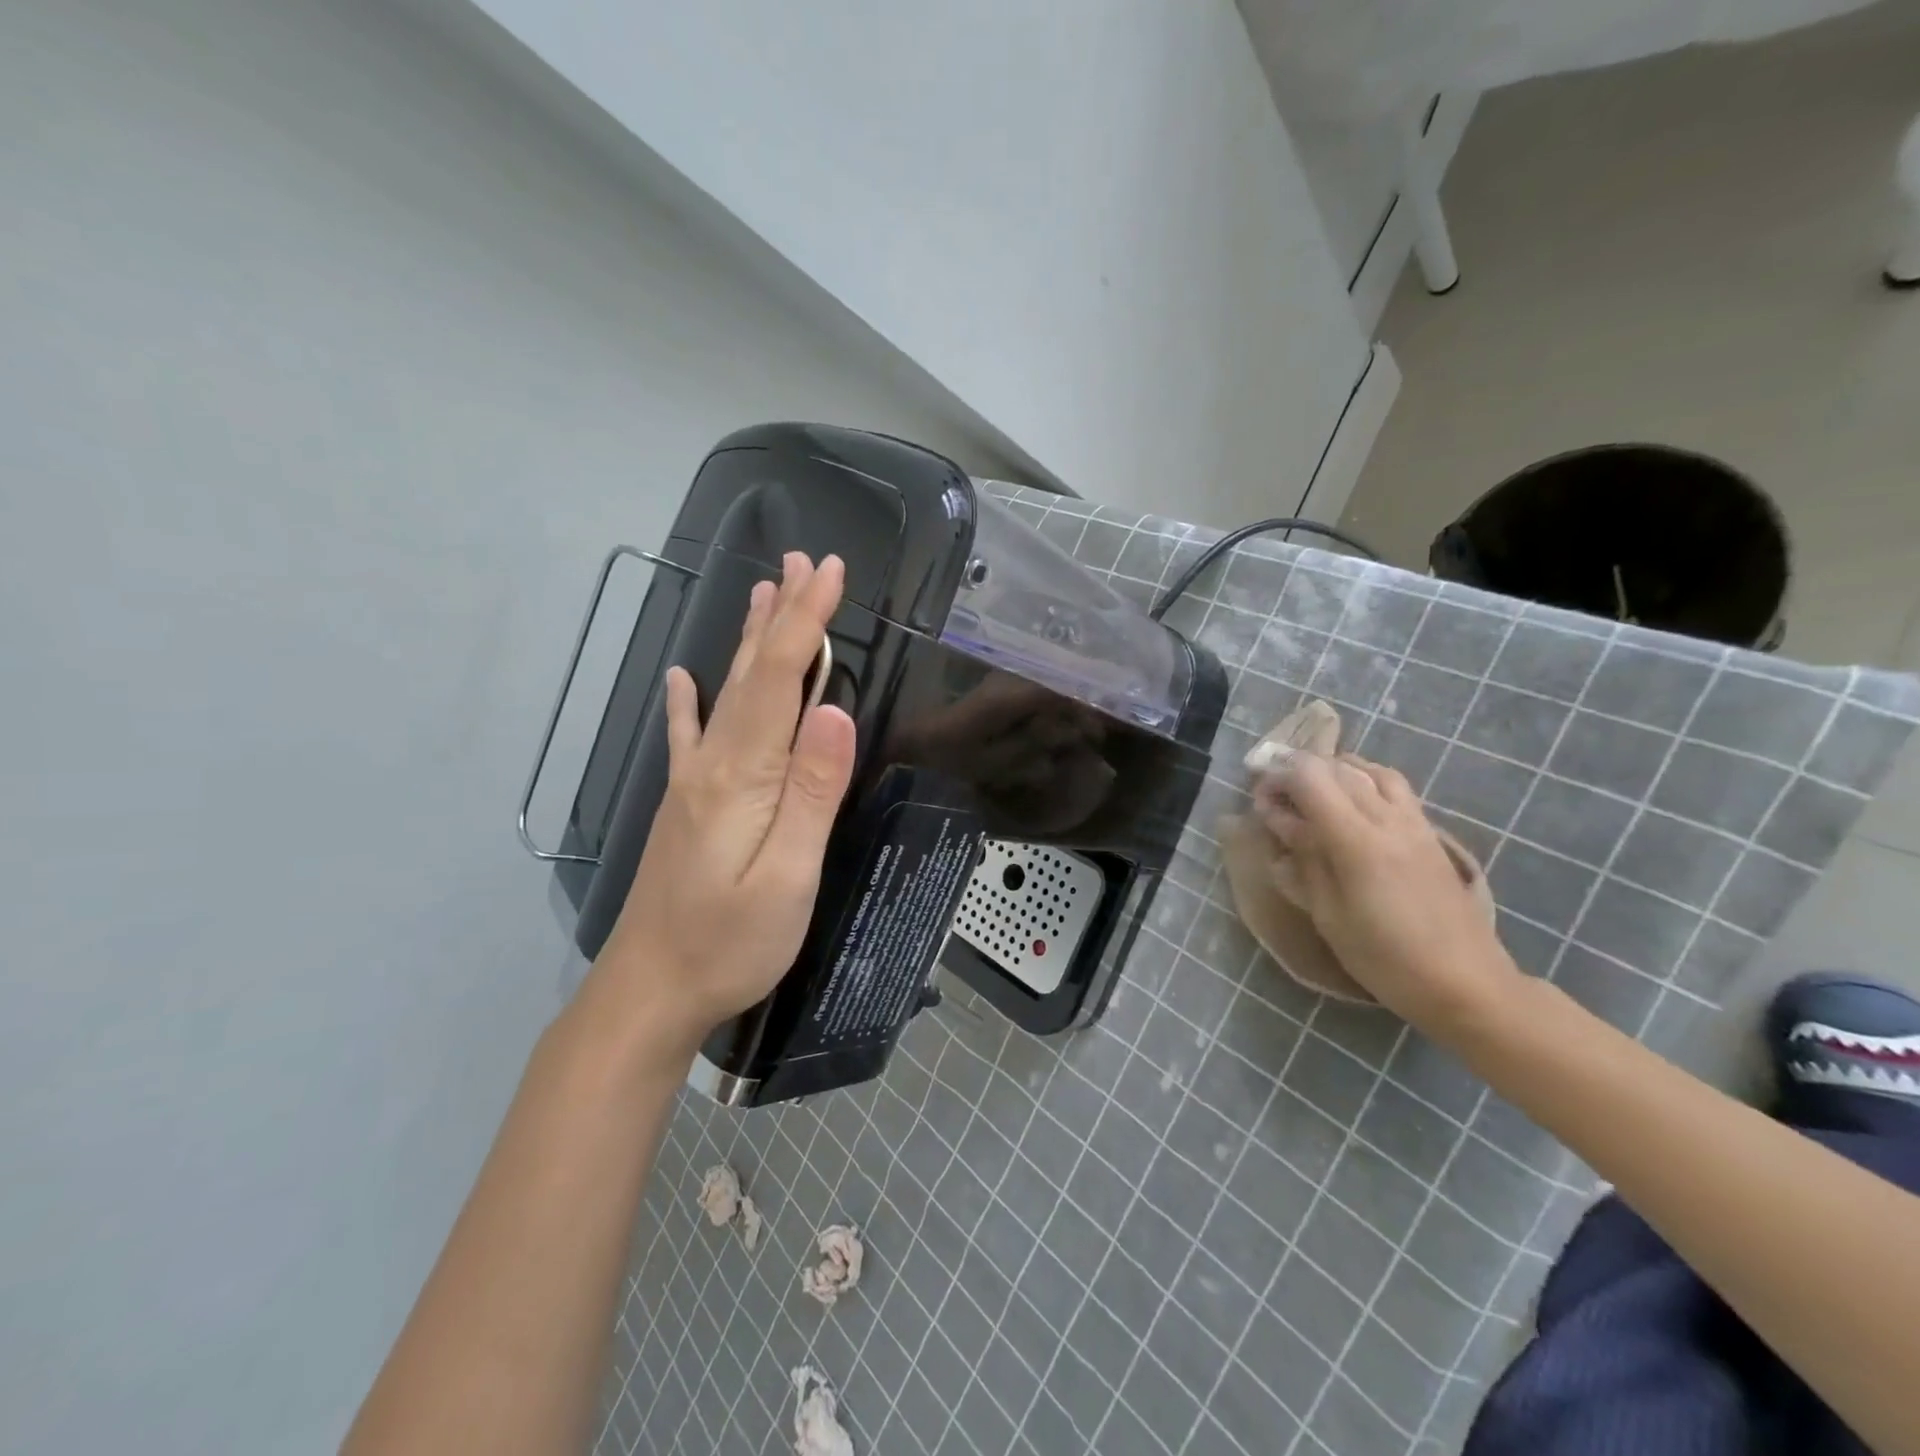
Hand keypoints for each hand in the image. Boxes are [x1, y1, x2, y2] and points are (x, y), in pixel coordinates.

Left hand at [589, 552, 857, 1053]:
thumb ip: (812, 792)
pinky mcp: (686, 804)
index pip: (779, 679)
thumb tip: (836, 711)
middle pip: (750, 672)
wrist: (649, 990)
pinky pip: (690, 733)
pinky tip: (682, 675)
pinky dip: (689, 698)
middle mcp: (712, 762)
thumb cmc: (729, 942)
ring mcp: (693, 782)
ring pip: (726, 692)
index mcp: (742, 774)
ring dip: (749, 639)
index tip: (831, 574)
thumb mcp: (787, 876)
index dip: (806, 622)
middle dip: (782, 613)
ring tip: (762, 592)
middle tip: (804, 562)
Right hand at [1255, 752, 1520, 1036]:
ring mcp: (1413, 822)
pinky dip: (1362, 779)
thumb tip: (1282, 826)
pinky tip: (1350, 802)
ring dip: (1332, 772)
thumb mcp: (1329, 916)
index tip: (1260, 803)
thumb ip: (1304, 862)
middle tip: (1277, 800)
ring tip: (1312, 794)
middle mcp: (1387, 819)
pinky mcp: (1429, 832)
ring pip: (1367, 769)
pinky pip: (1392, 785)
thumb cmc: (1385, 959)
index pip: (1310, 778)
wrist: (1466, 983)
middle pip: (1335, 767)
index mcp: (1357, 841)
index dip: (1278, 779)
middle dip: (1297, 773)